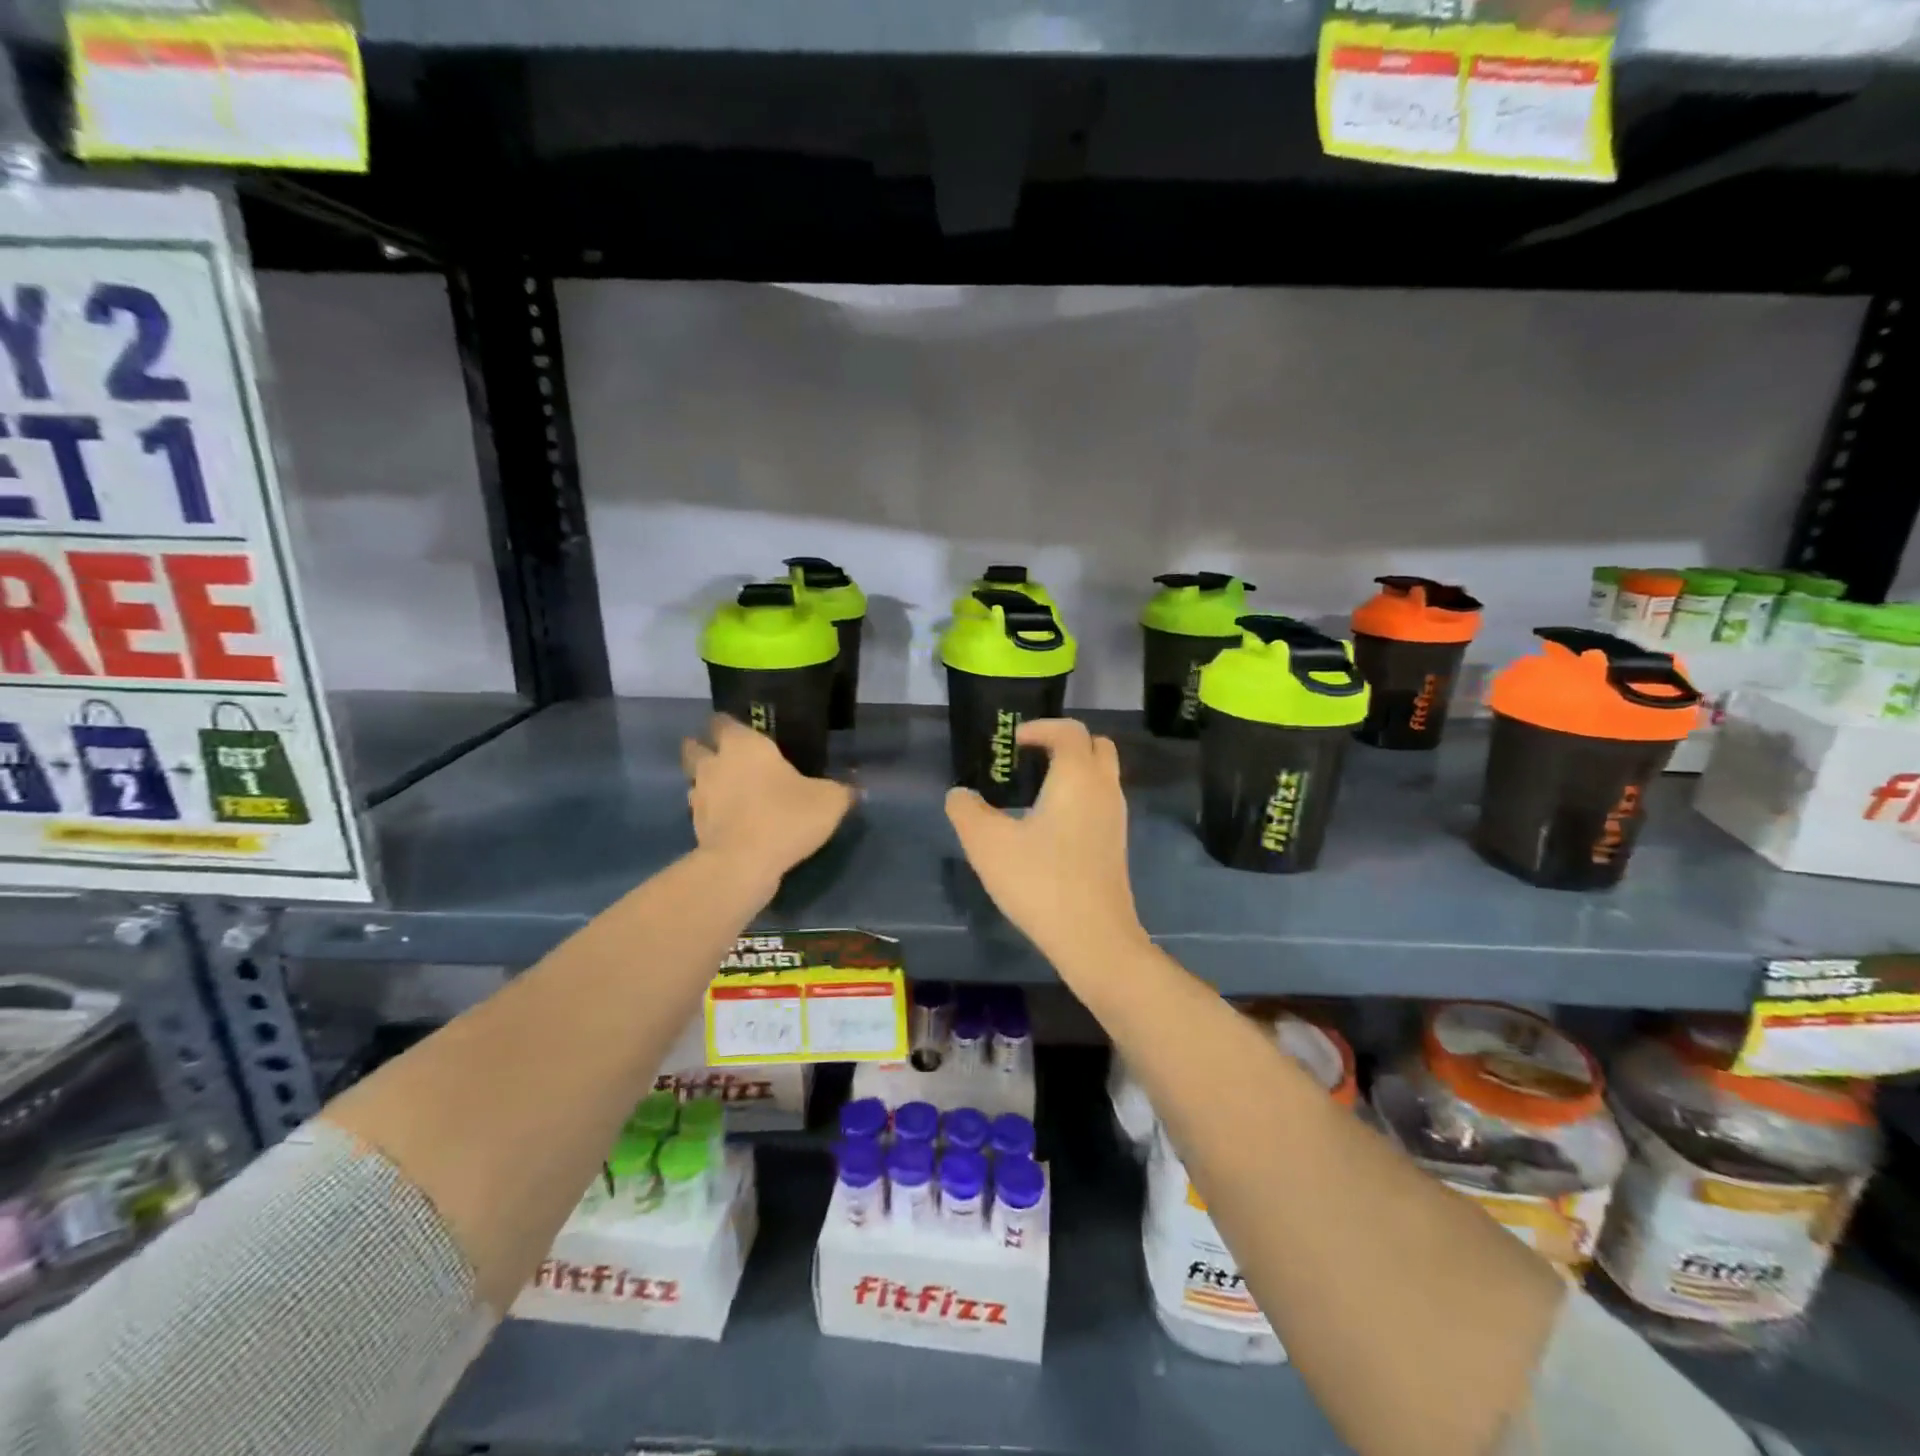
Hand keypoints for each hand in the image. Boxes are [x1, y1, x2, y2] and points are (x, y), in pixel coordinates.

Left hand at [682, 715, 854, 890]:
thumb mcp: (829, 801)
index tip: (742, 730)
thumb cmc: (786, 817)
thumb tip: (855, 788)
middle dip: (704, 748)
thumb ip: (842, 790)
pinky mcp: (694, 826)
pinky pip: (701, 810)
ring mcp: (699, 795)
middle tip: (726, 757)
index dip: (729, 724)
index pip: (723, 721)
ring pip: (695, 779)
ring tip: (729, 791)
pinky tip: (731, 820)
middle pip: (695, 747)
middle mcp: (715, 763)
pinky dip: (711, 812)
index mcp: (744, 745)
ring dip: (706, 782)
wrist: (743, 864)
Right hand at [945, 718, 1146, 968]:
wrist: (1093, 937)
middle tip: (1030, 758)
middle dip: (1064, 743)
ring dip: (1073, 771)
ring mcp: (1116, 818)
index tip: (1012, 743)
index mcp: (1077, 776)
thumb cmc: (1040, 881)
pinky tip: (1049, 825)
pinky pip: (1101, 802)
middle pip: (1095, 746)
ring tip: (1034, 791)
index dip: (1040, 728)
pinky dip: (1080, 796)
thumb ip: (967, 811)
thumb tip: (959, 794)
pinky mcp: (1116, 844)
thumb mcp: (988, 844)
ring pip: (1101, 775)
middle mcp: (1104, 788)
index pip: (1069, 730)